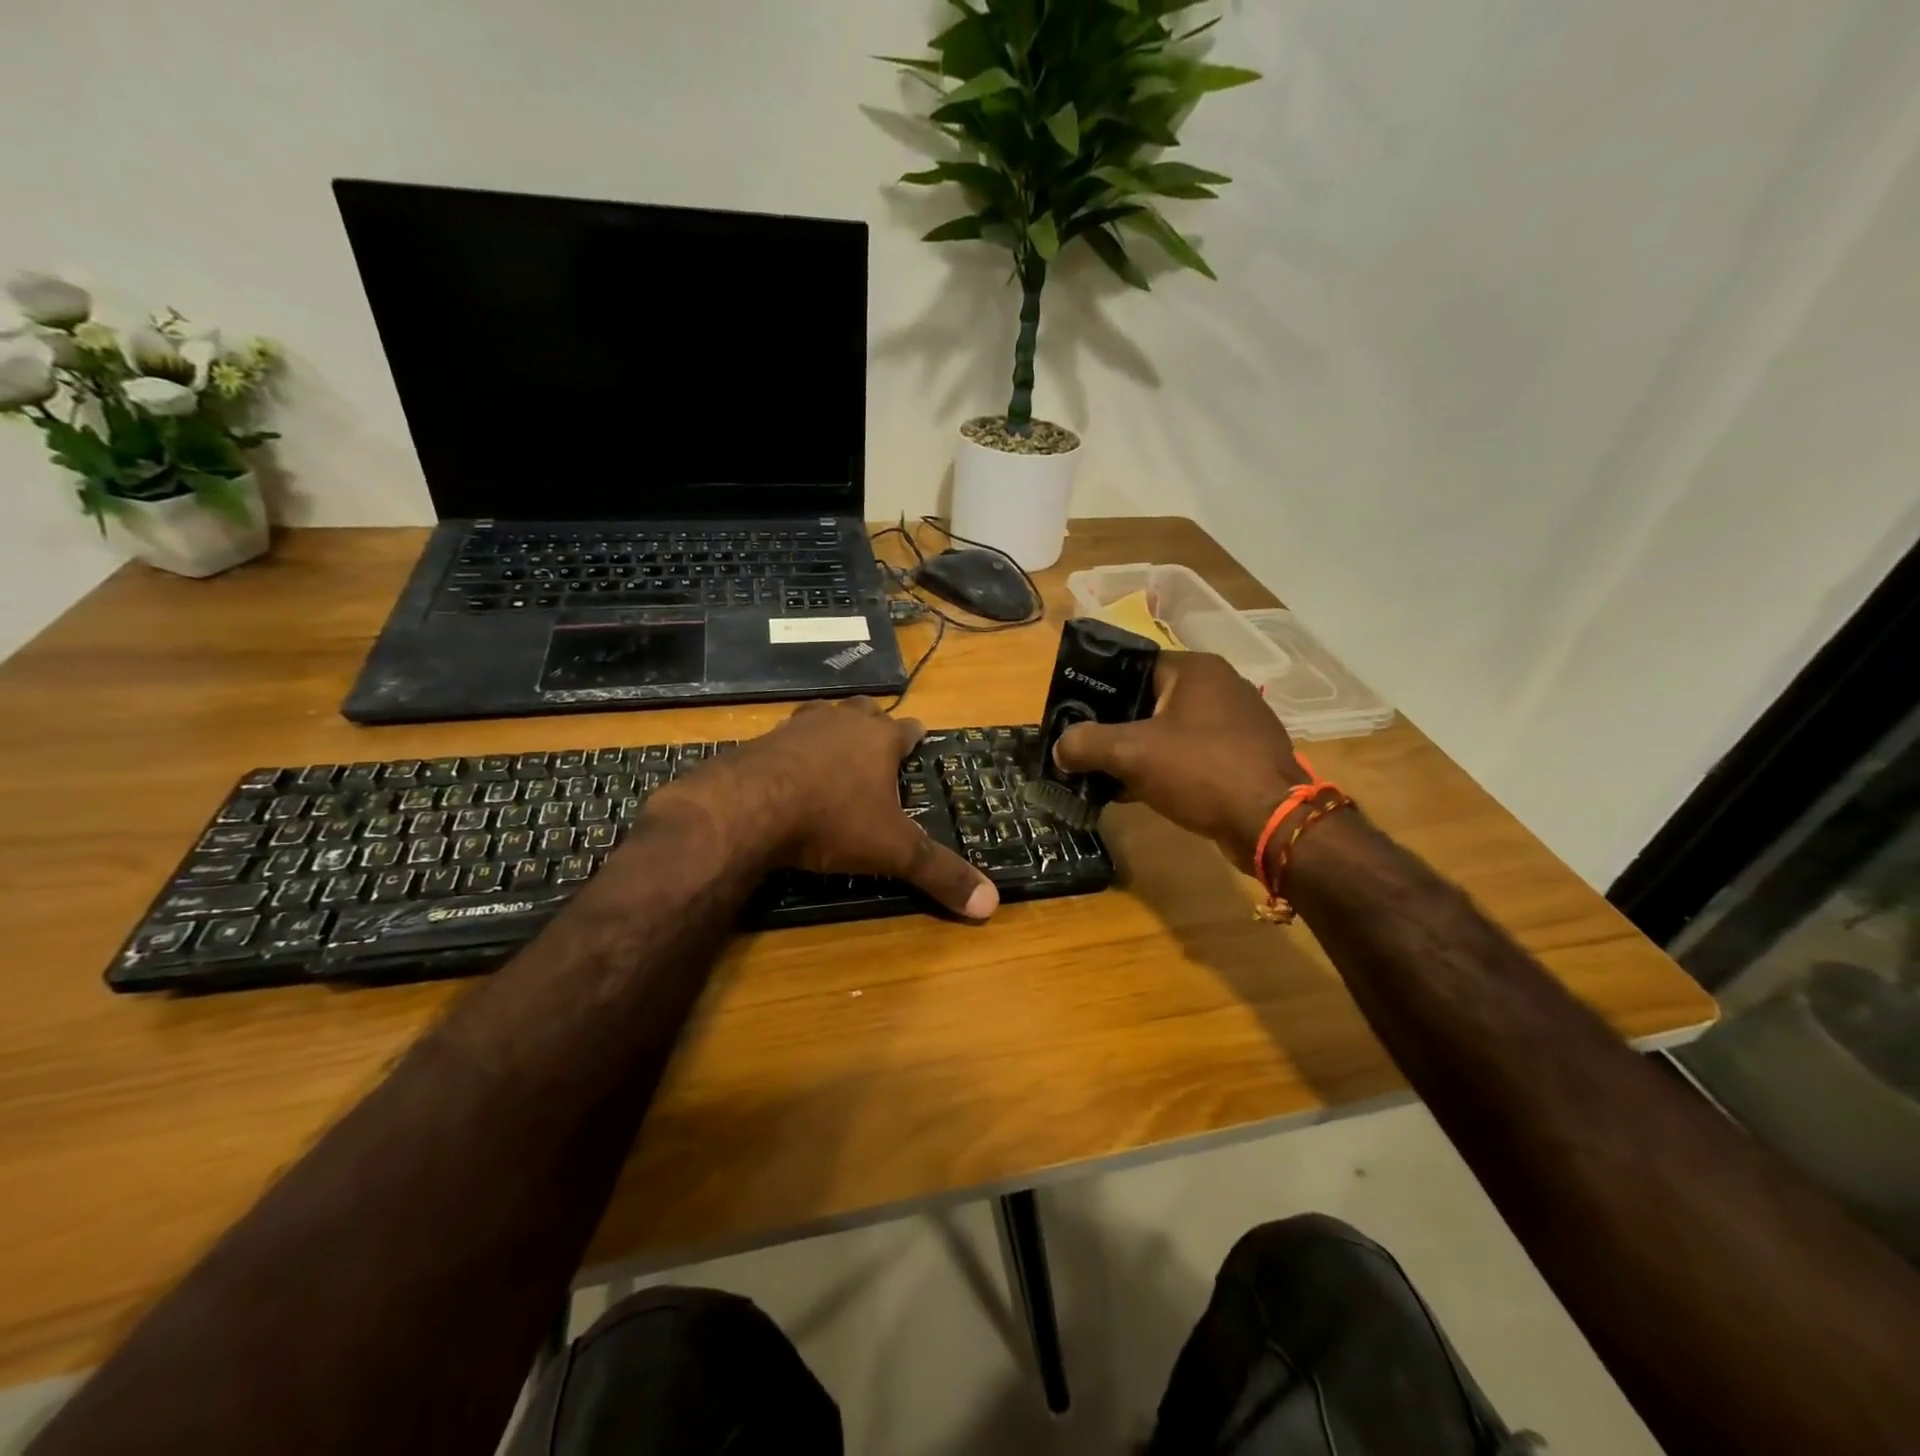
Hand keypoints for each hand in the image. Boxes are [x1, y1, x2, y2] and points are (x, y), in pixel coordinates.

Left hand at [659, 698, 998, 920]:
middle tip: (877, 741)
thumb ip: (939, 873)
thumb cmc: (832, 820)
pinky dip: (793, 750)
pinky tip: (788, 770)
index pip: (907, 728)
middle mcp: (841, 722)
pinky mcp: (761, 742)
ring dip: (832, 730)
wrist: (748, 808)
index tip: (919, 738)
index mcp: (879, 739)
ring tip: (834, 749)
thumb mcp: (893, 851)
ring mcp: (797, 727)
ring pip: (822, 716)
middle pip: (864, 711)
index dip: (915, 735)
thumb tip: (991, 905)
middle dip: (873, 723)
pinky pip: (785, 738)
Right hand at [1053, 652, 1306, 872]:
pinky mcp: (1245, 755)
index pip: (1134, 667)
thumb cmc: (1201, 771)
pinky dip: (1166, 768)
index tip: (1074, 716)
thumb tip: (1060, 747)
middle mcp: (1221, 686)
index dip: (1099, 690)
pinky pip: (1192, 754)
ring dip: (1140, 752)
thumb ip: (1087, 744)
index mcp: (1196, 670)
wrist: (1272, 823)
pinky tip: (1142, 792)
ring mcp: (1238, 722)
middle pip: (1150, 700)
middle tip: (1086, 749)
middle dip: (1116, 727)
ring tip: (1107, 774)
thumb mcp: (1132, 754)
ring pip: (1171, 730)